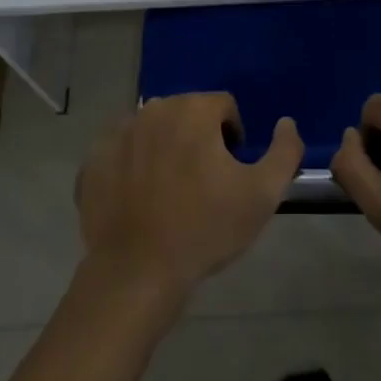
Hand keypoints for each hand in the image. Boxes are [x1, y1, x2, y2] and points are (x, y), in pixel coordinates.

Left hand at [77, 93, 302, 298]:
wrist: (137, 273)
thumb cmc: (205, 228)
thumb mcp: (262, 194)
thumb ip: (285, 151)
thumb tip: (286, 122)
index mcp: (193, 110)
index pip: (224, 107)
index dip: (233, 137)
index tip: (230, 173)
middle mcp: (154, 109)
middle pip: (187, 114)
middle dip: (198, 139)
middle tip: (203, 184)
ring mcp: (119, 133)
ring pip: (154, 130)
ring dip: (166, 149)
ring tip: (171, 193)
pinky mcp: (93, 160)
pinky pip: (122, 152)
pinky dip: (132, 167)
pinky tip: (139, 200)